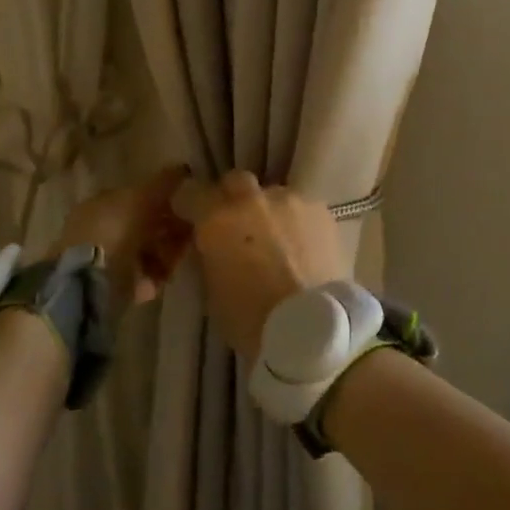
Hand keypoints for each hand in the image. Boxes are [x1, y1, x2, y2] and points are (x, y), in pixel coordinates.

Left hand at [55, 166, 191, 310]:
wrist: (90, 285)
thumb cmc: (114, 231)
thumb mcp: (142, 197)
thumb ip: (163, 182)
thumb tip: (183, 168)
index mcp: (101, 203)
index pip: (137, 197)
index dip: (164, 199)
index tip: (186, 204)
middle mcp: (100, 229)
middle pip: (144, 225)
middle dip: (169, 228)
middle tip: (191, 231)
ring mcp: (104, 260)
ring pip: (146, 251)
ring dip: (167, 252)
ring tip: (180, 256)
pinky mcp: (112, 288)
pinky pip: (143, 276)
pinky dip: (156, 275)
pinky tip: (166, 276)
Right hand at [172, 171, 345, 359]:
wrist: (311, 328)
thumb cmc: (251, 320)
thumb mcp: (212, 291)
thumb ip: (210, 255)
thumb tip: (212, 244)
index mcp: (217, 219)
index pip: (190, 191)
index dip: (189, 204)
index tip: (191, 217)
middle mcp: (251, 199)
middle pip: (235, 182)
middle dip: (232, 198)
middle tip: (237, 225)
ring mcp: (289, 200)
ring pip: (272, 195)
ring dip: (268, 212)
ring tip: (277, 241)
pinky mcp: (320, 210)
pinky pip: (301, 209)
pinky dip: (297, 223)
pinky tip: (302, 248)